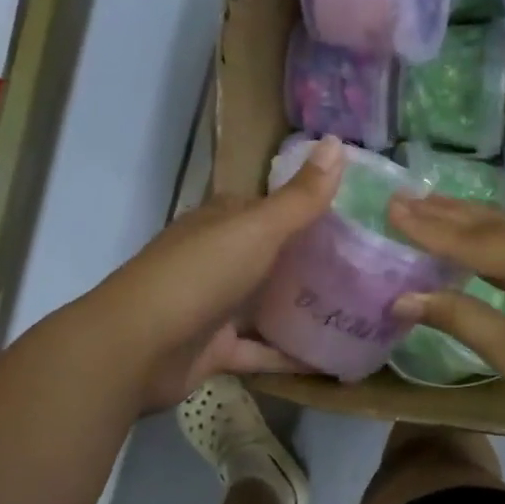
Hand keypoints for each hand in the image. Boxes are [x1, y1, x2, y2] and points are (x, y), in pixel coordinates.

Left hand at [88, 136, 343, 411]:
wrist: (136, 348)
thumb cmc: (200, 276)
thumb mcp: (257, 229)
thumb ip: (300, 197)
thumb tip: (336, 142)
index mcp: (222, 223)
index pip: (269, 208)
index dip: (308, 209)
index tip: (356, 219)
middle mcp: (217, 260)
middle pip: (272, 257)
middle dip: (313, 263)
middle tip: (368, 270)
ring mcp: (214, 306)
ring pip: (266, 304)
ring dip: (302, 309)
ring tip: (358, 313)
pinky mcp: (215, 349)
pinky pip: (260, 350)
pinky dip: (288, 356)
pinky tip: (330, 361)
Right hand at [386, 196, 504, 461]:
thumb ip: (457, 316)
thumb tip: (402, 298)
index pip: (472, 240)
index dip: (427, 228)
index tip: (389, 207)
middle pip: (493, 223)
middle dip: (446, 213)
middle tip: (403, 198)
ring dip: (471, 219)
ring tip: (430, 205)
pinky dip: (498, 236)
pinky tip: (478, 232)